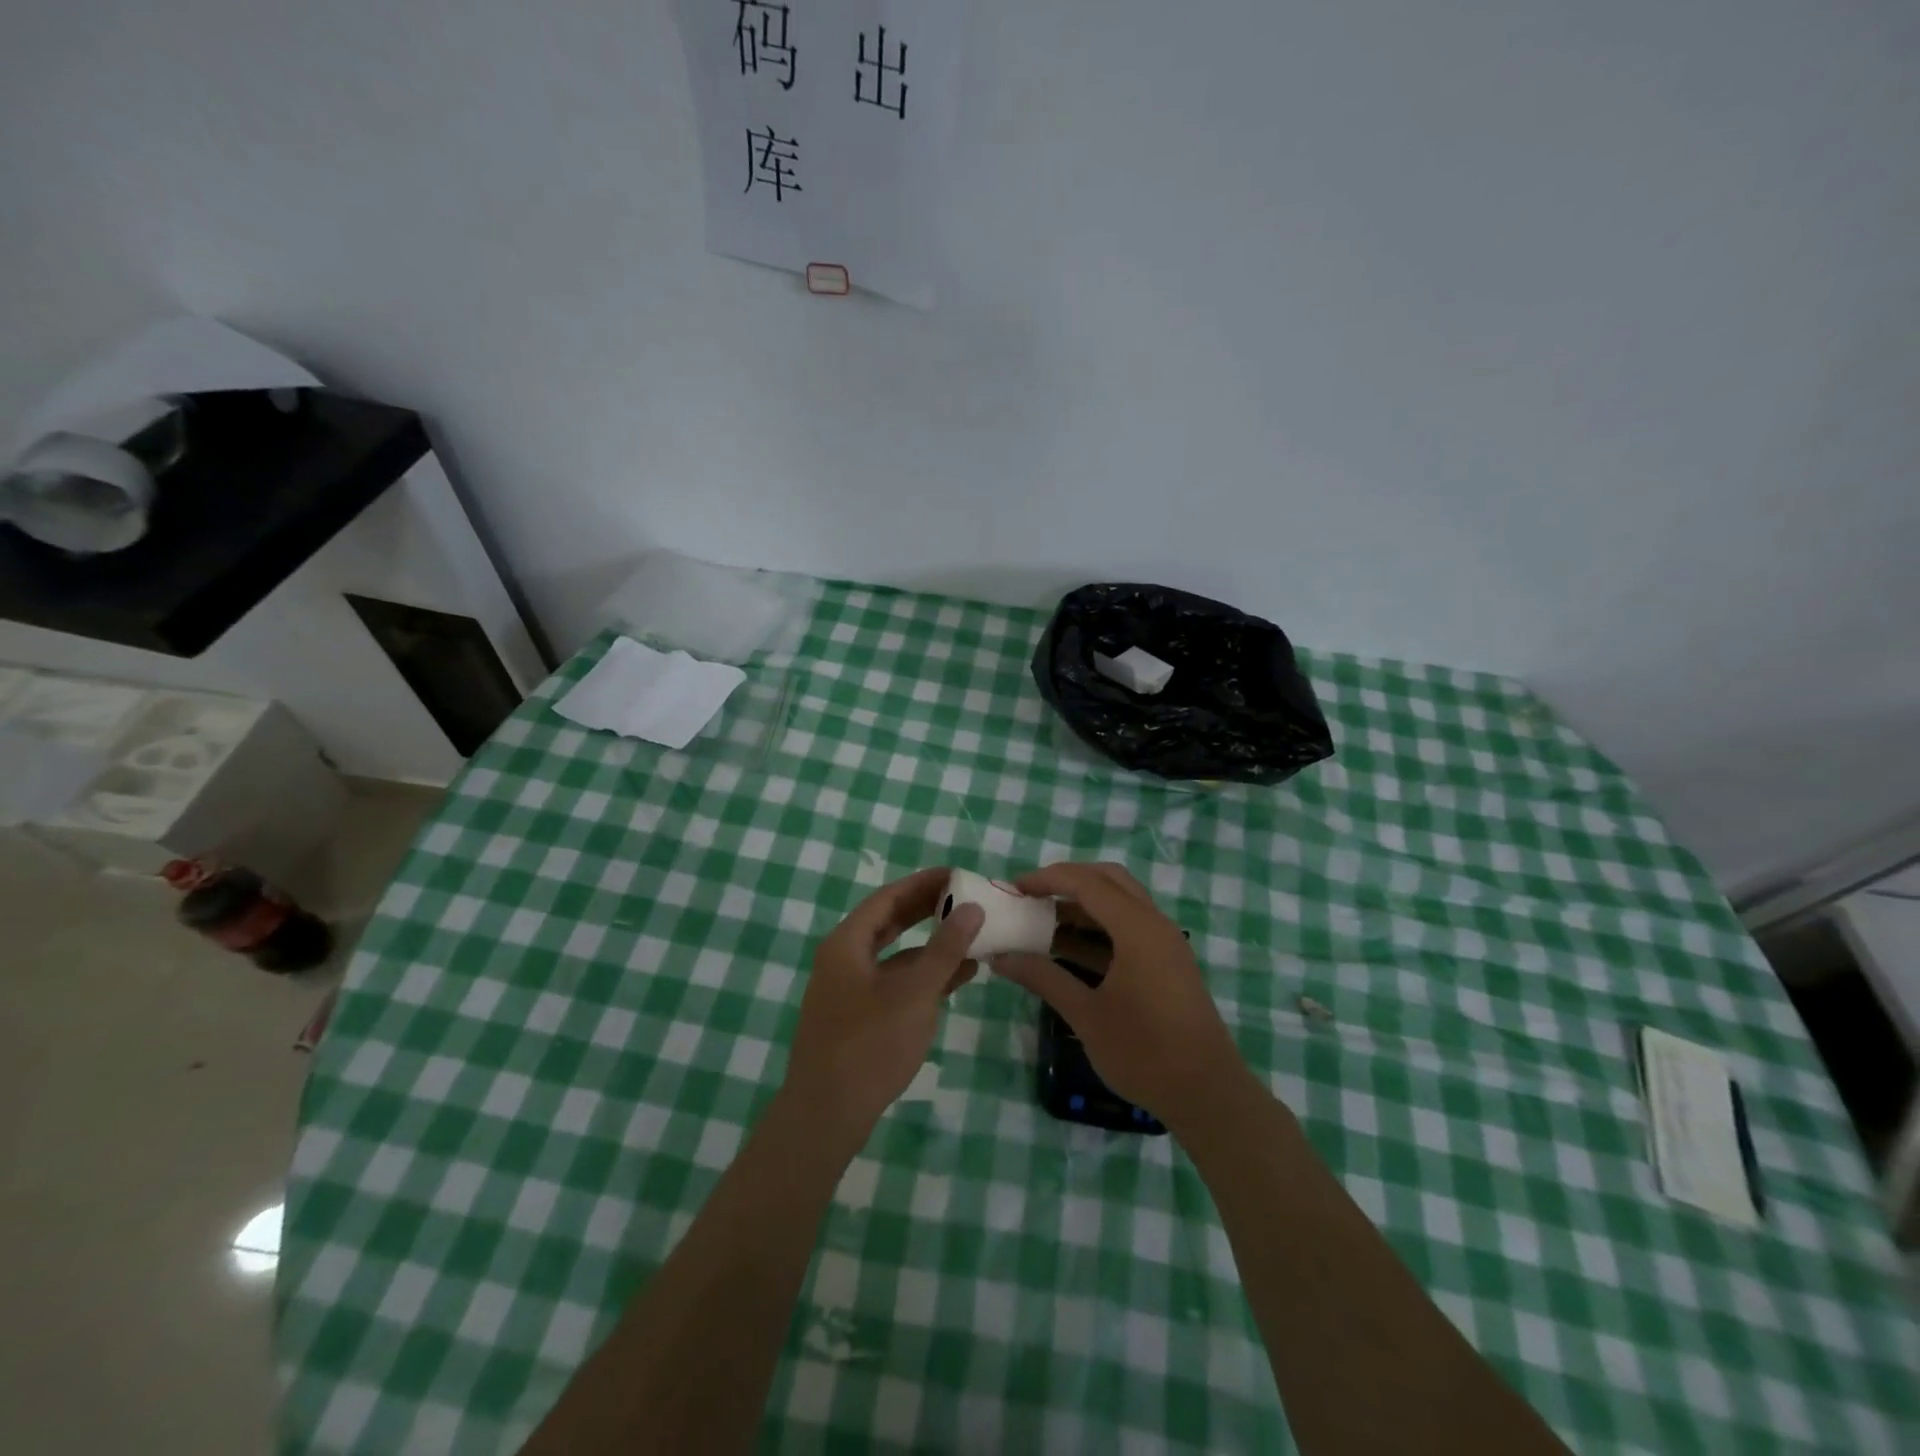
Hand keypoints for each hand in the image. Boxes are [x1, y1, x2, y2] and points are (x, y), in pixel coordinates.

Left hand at [784, 868, 983, 1140]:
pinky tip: (959, 976)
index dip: (923, 883)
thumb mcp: (915, 993)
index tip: (956, 874)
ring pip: (895, 955)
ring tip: (971, 934)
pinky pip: (895, 982)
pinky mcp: (858, 1017)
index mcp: (848, 943)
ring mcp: (849, 990)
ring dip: (931, 945)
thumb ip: (945, 949)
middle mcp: (844, 959)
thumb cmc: (870, 1044)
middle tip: (965, 897)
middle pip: (889, 922)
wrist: (826, 1115)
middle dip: (927, 910)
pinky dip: (923, 975)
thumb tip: (972, 908)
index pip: (888, 898)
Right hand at [993, 862, 1248, 1130]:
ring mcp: (1165, 944)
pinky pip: (1129, 928)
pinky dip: (1098, 929)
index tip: (1014, 887)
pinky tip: (1068, 950)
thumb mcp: (1086, 1015)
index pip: (1087, 883)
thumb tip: (1000, 957)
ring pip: (1120, 904)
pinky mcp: (1167, 963)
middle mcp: (1155, 924)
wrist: (1207, 1095)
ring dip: (1082, 906)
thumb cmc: (1144, 1052)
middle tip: (1032, 895)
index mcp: (1137, 929)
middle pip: (1108, 880)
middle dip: (1068, 881)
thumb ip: (1043, 978)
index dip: (1048, 879)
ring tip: (1043, 922)